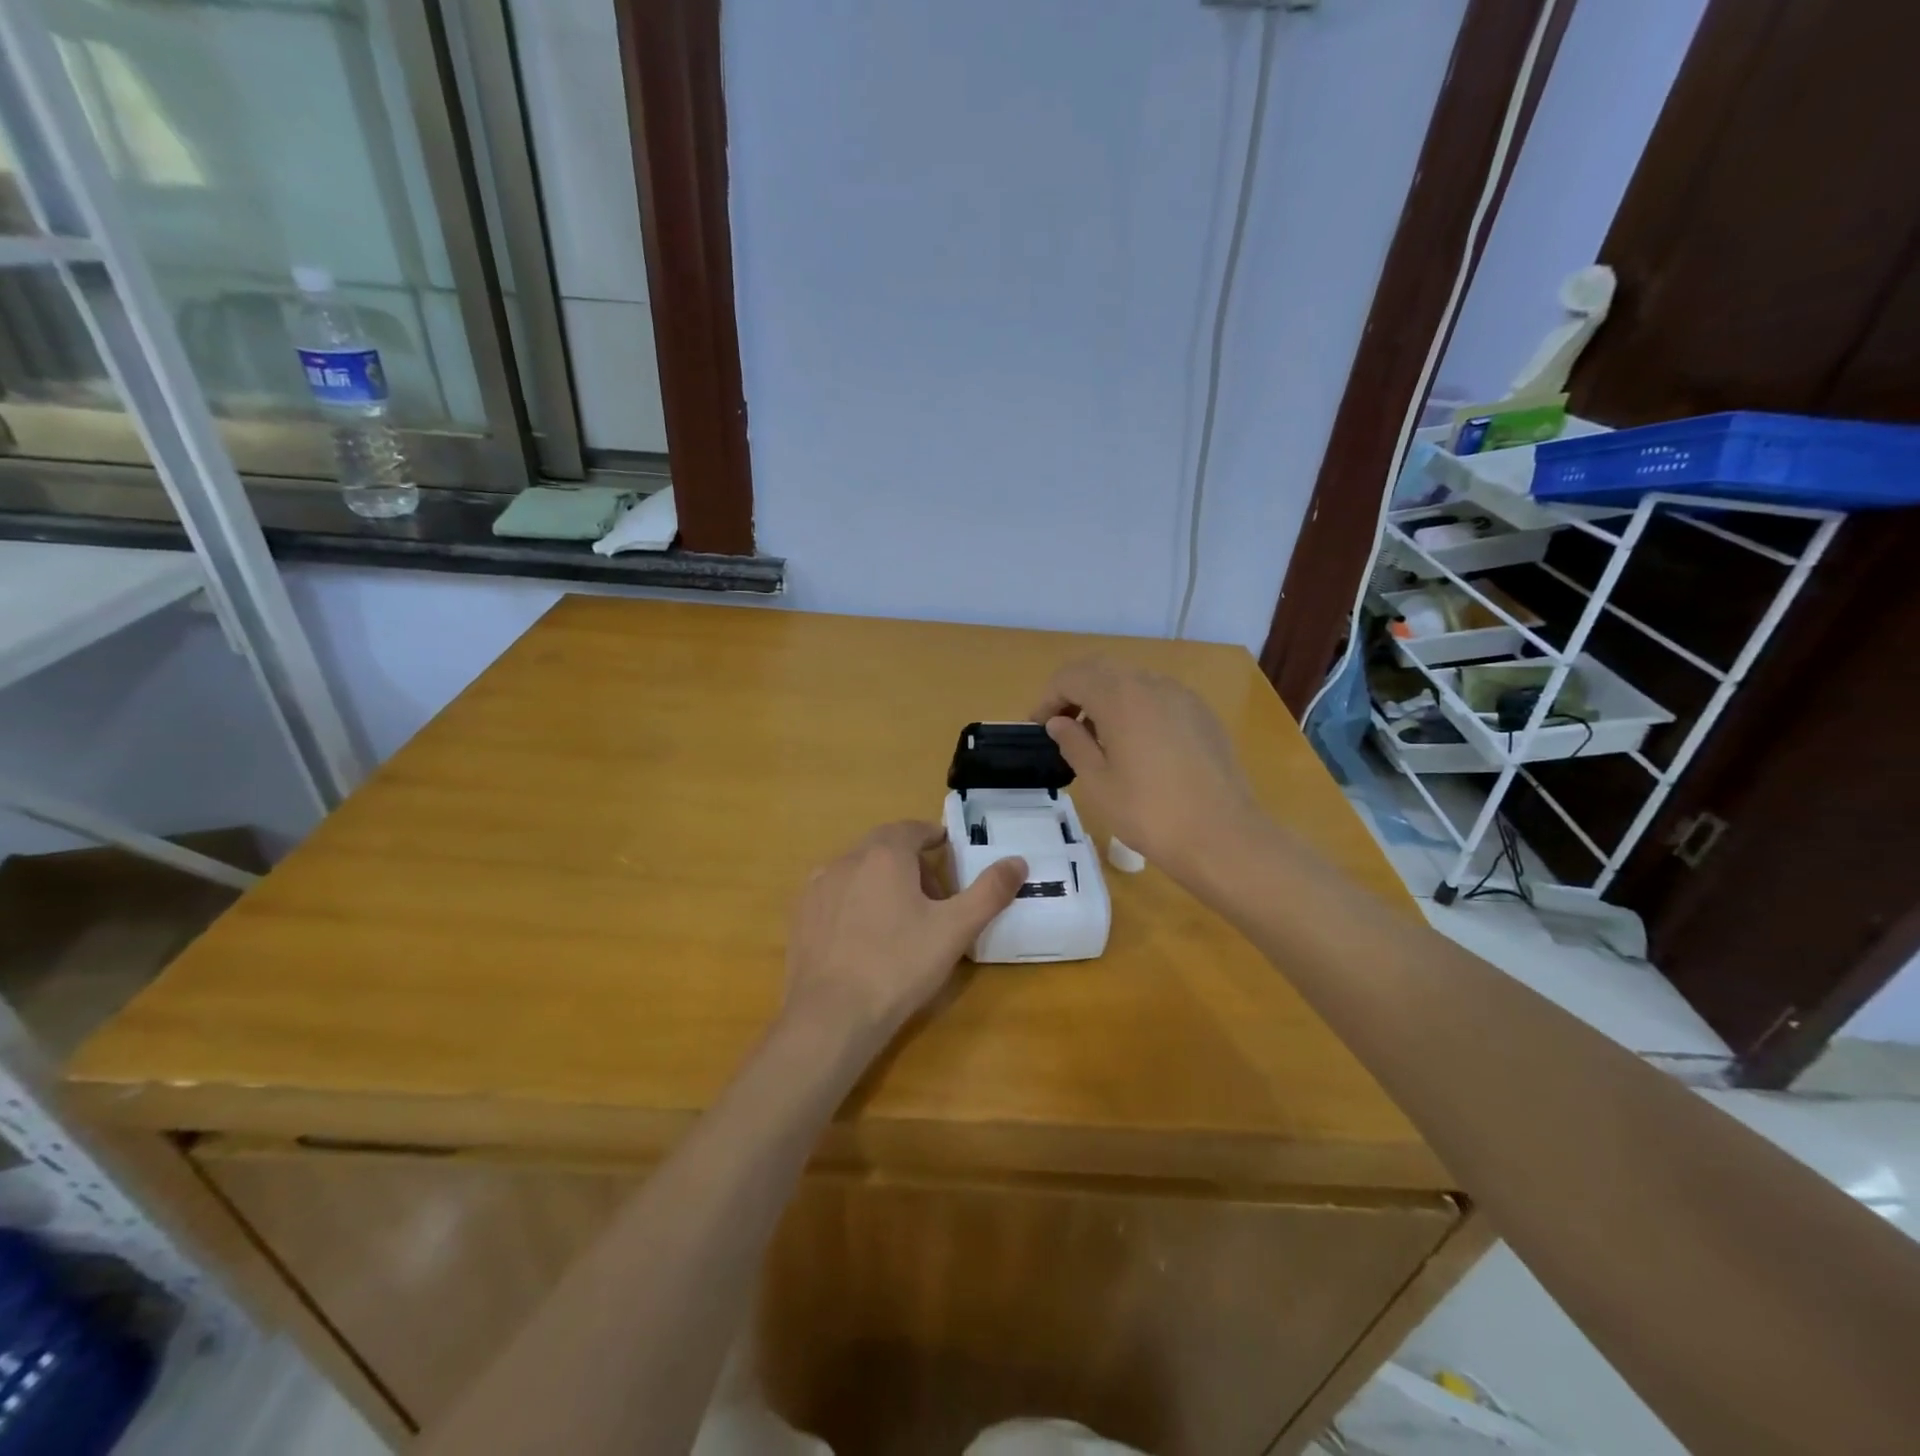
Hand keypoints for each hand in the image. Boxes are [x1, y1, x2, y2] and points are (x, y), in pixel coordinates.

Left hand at [784, 821, 1025, 1053]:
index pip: (912, 829)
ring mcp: (818, 886)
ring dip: (881, 880)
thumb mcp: (955, 929)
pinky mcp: (801, 915)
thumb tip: (1017, 862)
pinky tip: (864, 935)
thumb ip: (989, 892)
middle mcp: (847, 859)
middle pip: (884, 847)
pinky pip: (835, 894)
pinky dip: (854, 901)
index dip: (932, 837)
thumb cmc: (899, 965)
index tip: (947, 851)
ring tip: (900, 916)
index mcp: (885, 854)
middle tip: (933, 894)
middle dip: (910, 861)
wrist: (831, 1016)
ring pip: (857, 869)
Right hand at [1032, 657, 1262, 882]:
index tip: (1039, 728)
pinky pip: (1159, 697)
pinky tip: (1137, 746)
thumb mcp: (1098, 783)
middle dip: (1076, 692)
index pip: (1071, 677)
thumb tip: (1059, 723)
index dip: (1048, 698)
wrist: (1223, 835)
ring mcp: (1182, 696)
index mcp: (1120, 697)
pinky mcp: (1202, 714)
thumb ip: (1073, 744)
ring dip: (1106, 698)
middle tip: (1062, 727)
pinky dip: (1136, 708)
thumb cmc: (1149, 812)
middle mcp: (1151, 684)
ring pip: (1133, 681)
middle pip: (1102, 670)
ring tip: (1098, 738)